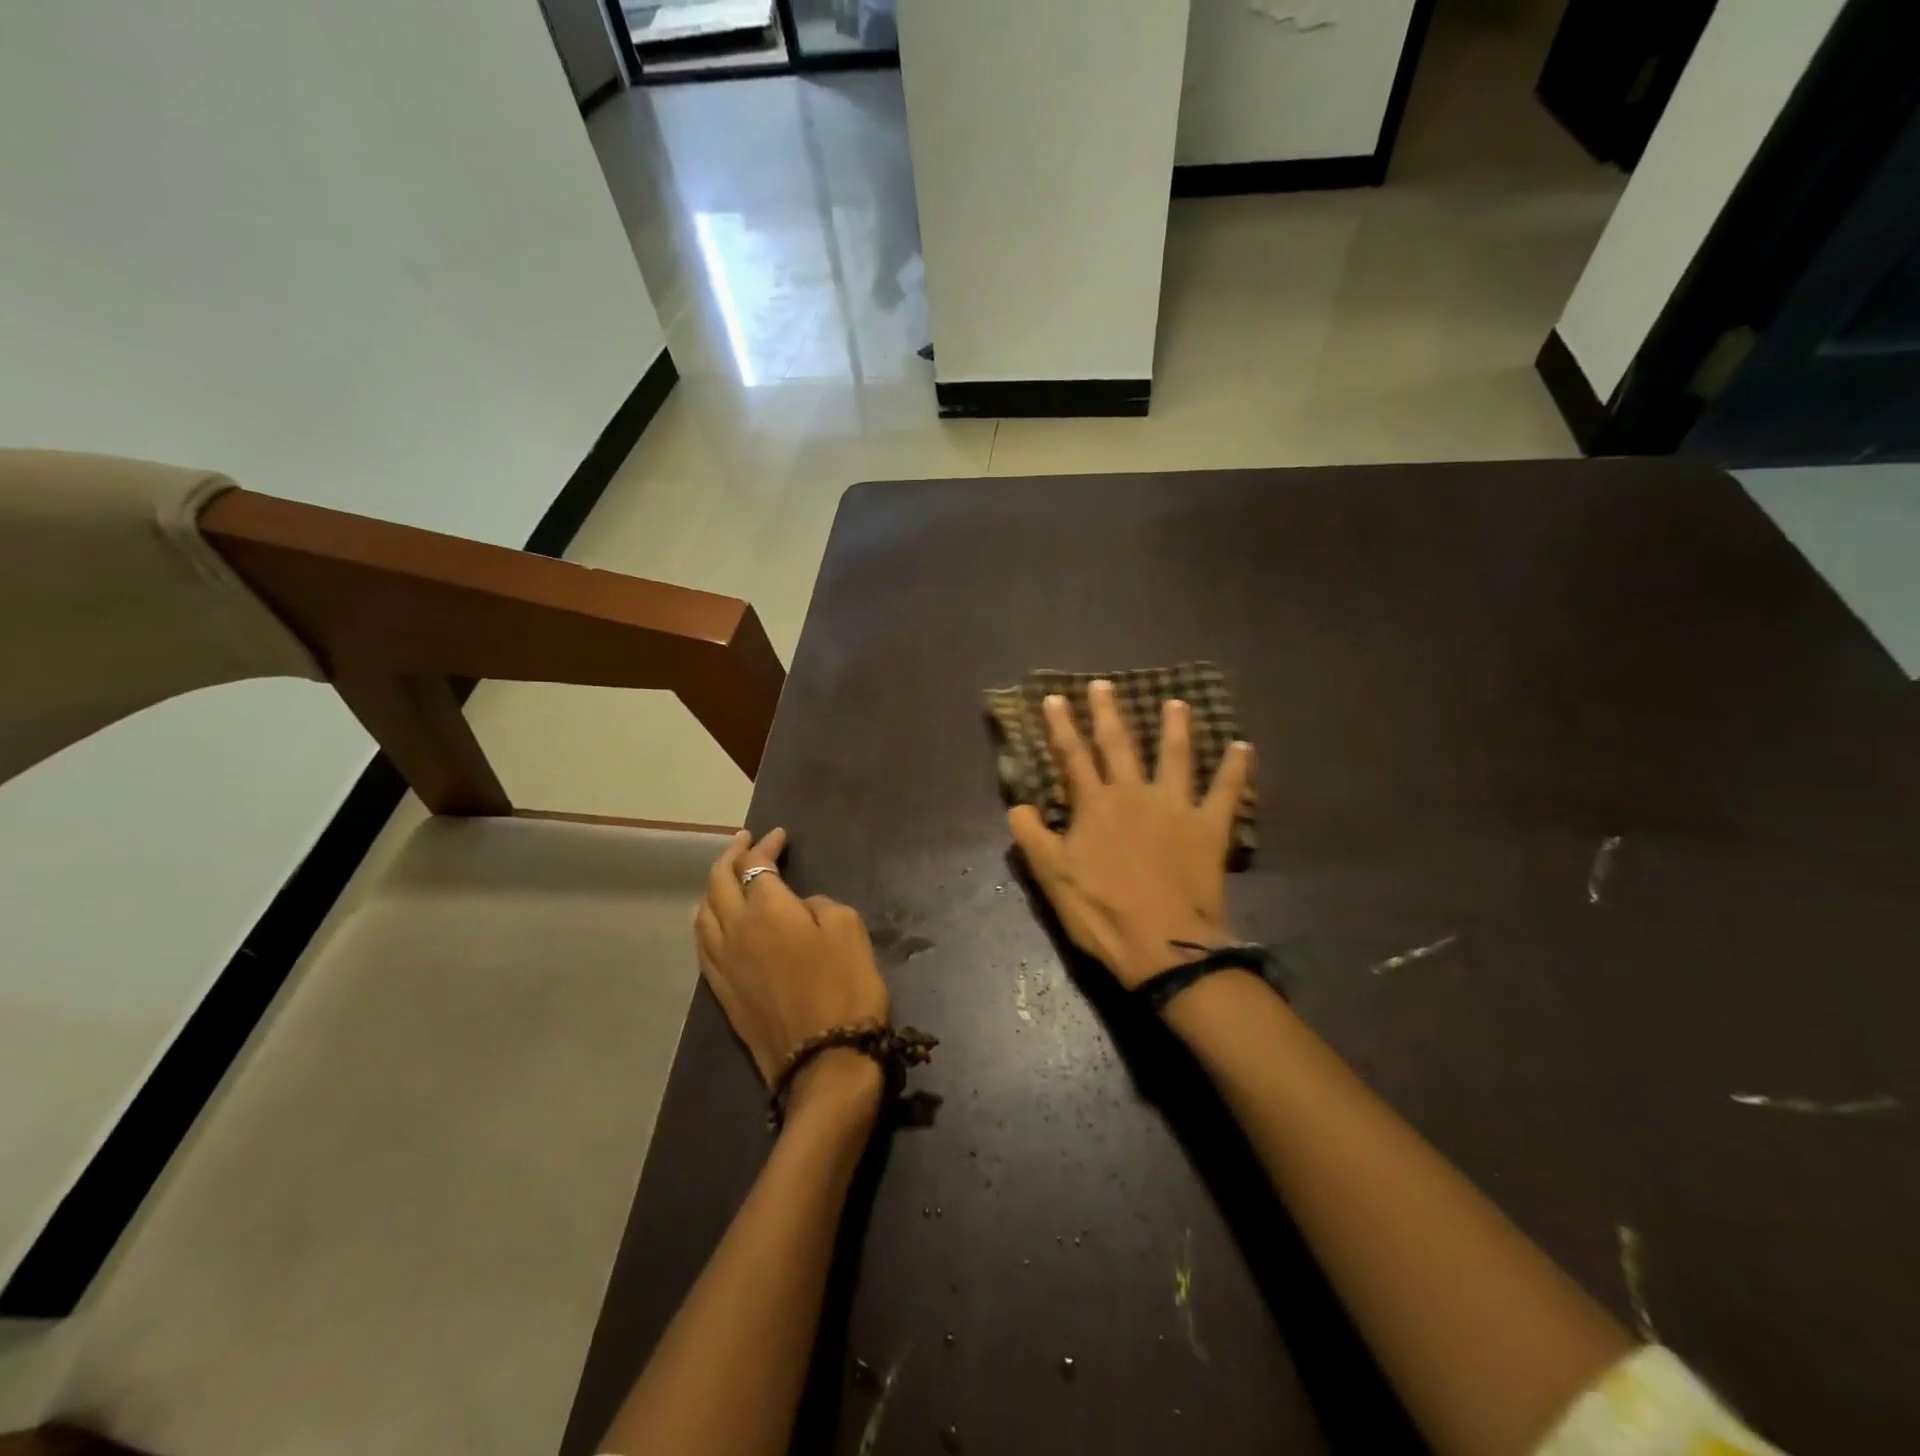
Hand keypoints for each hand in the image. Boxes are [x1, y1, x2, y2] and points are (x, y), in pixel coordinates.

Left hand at [694, 829, 889, 1111]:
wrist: (825, 1061)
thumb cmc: (845, 988)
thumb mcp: (848, 930)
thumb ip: (820, 905)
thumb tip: (799, 907)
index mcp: (768, 911)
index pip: (757, 866)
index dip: (766, 847)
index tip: (779, 835)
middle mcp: (736, 931)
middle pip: (719, 883)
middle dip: (731, 855)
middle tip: (744, 840)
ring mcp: (724, 965)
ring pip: (703, 914)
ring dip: (713, 887)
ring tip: (725, 876)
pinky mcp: (723, 993)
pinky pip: (703, 947)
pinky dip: (706, 922)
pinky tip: (714, 921)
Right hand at [1008, 680, 1252, 988]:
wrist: (1162, 944)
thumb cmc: (1102, 911)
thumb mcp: (1052, 877)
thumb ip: (1032, 836)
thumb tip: (1017, 805)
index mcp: (1095, 805)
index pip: (1072, 756)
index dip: (1061, 725)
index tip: (1054, 698)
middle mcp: (1134, 794)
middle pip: (1119, 744)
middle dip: (1108, 712)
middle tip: (1104, 684)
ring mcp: (1175, 807)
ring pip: (1175, 756)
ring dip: (1175, 727)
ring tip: (1176, 703)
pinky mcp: (1208, 827)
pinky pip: (1225, 791)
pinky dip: (1235, 768)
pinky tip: (1243, 747)